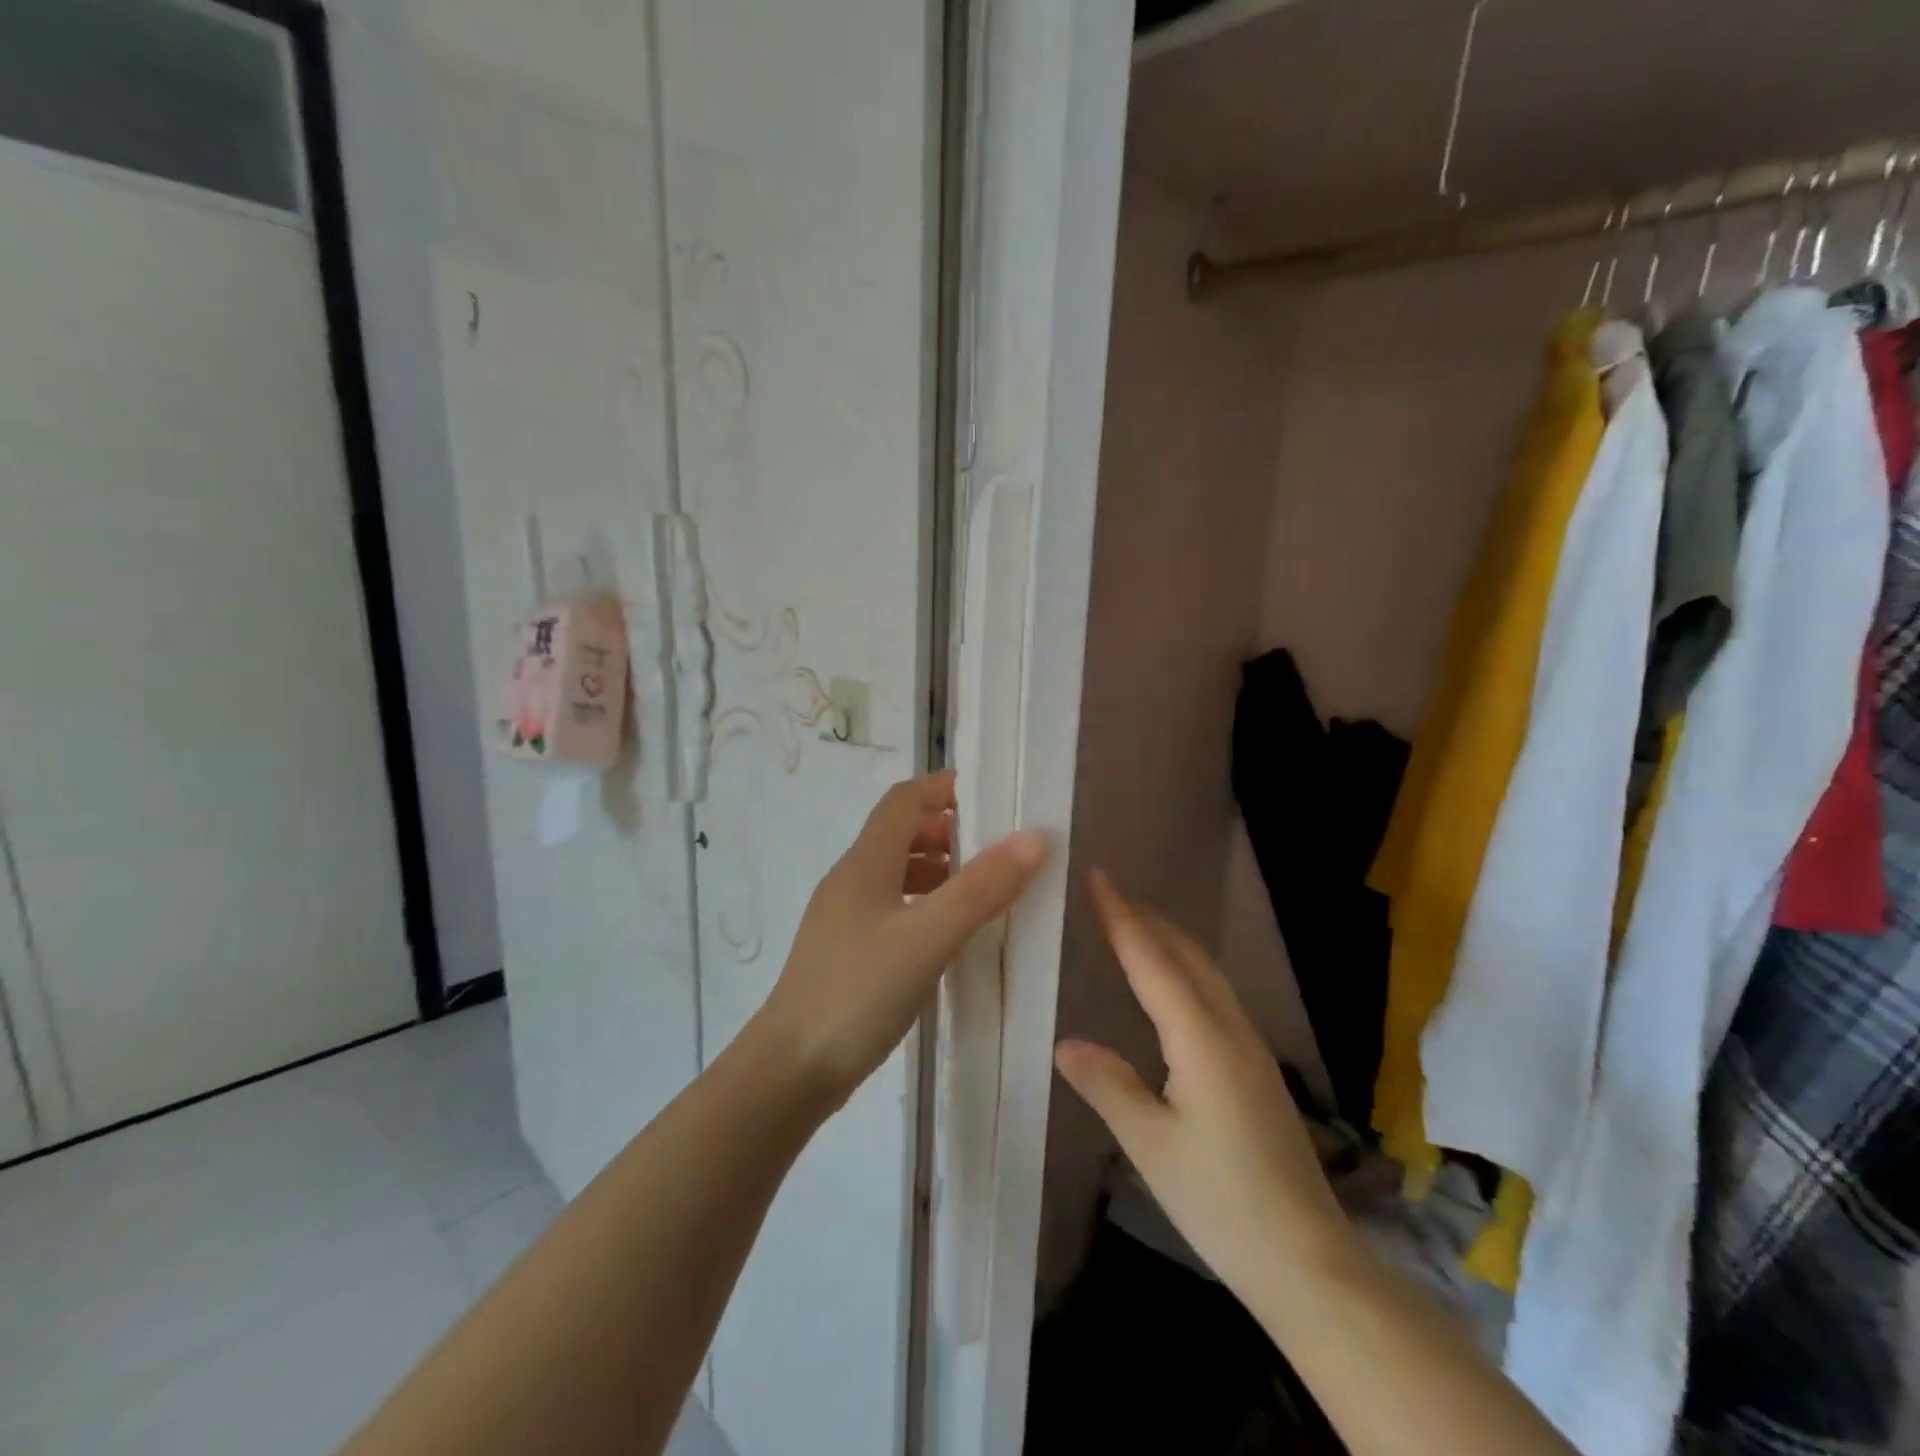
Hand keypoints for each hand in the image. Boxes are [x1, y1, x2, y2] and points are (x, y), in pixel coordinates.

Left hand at [752, 770, 1048, 1107]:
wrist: (790, 1070)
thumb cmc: (858, 992)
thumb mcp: (928, 937)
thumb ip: (981, 888)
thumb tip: (1033, 838)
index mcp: (865, 862)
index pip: (905, 799)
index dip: (945, 788)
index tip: (994, 797)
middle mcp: (851, 879)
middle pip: (901, 832)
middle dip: (949, 831)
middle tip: (998, 850)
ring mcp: (845, 917)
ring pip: (897, 872)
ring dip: (939, 870)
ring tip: (983, 891)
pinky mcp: (848, 951)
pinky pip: (893, 908)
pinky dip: (925, 905)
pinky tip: (948, 934)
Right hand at [1054, 872, 1351, 1298]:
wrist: (1309, 1261)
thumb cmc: (1222, 1203)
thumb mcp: (1151, 1148)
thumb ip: (1108, 1086)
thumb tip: (1064, 1042)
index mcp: (1201, 1040)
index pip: (1153, 962)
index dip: (1122, 917)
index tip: (1098, 877)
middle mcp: (1230, 1030)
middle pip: (1186, 955)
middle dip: (1146, 917)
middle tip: (1107, 892)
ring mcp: (1250, 1047)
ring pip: (1205, 972)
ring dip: (1168, 939)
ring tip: (1132, 923)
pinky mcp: (1256, 1067)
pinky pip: (1214, 994)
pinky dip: (1184, 968)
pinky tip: (1170, 984)